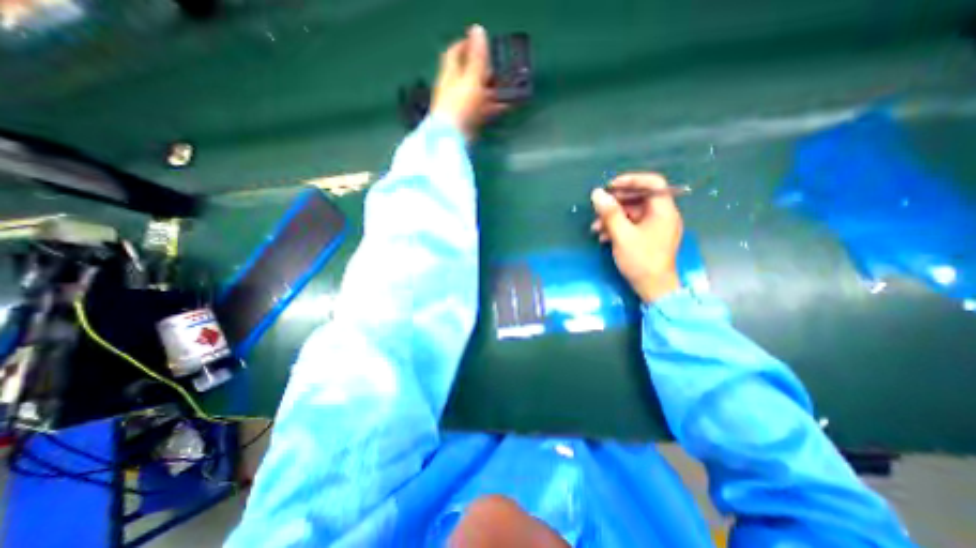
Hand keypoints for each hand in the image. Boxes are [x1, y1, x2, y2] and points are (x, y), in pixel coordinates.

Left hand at [432, 25, 506, 141]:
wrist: (453, 139)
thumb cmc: (461, 105)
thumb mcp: (471, 78)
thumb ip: (477, 57)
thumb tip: (478, 29)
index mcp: (450, 75)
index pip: (454, 54)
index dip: (465, 45)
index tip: (480, 41)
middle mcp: (454, 89)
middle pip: (469, 75)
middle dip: (485, 70)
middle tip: (501, 67)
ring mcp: (462, 107)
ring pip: (479, 94)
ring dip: (494, 90)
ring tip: (510, 87)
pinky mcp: (469, 122)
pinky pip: (484, 110)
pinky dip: (495, 107)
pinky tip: (508, 106)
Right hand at [591, 172, 679, 304]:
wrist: (653, 289)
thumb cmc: (641, 260)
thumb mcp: (622, 235)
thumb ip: (610, 213)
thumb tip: (597, 193)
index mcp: (663, 211)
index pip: (652, 183)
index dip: (631, 180)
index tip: (610, 187)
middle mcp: (662, 215)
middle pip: (639, 199)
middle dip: (615, 204)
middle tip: (597, 209)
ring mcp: (656, 227)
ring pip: (632, 213)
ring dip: (613, 218)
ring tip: (596, 228)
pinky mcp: (649, 238)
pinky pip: (632, 225)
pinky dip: (617, 228)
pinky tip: (604, 237)